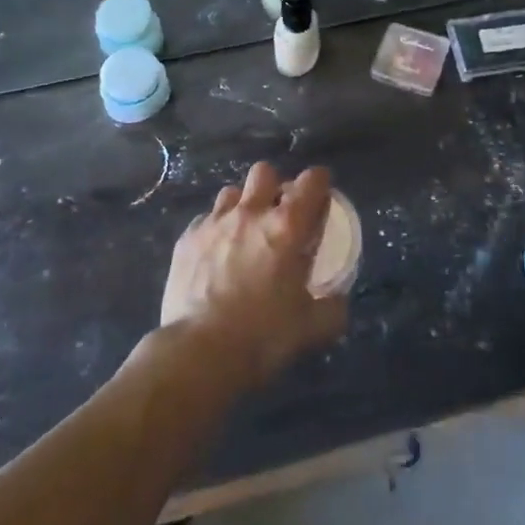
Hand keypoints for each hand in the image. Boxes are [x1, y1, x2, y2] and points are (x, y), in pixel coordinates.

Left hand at [159, 162, 347, 388]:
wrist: (198, 353)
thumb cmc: (261, 336)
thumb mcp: (312, 328)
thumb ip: (332, 308)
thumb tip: (338, 300)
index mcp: (287, 227)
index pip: (311, 181)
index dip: (319, 184)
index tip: (320, 200)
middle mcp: (251, 213)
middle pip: (265, 172)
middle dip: (275, 186)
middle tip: (278, 215)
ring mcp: (214, 223)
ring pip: (231, 192)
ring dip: (242, 205)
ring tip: (244, 232)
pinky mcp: (187, 239)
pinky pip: (205, 220)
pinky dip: (215, 230)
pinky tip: (215, 255)